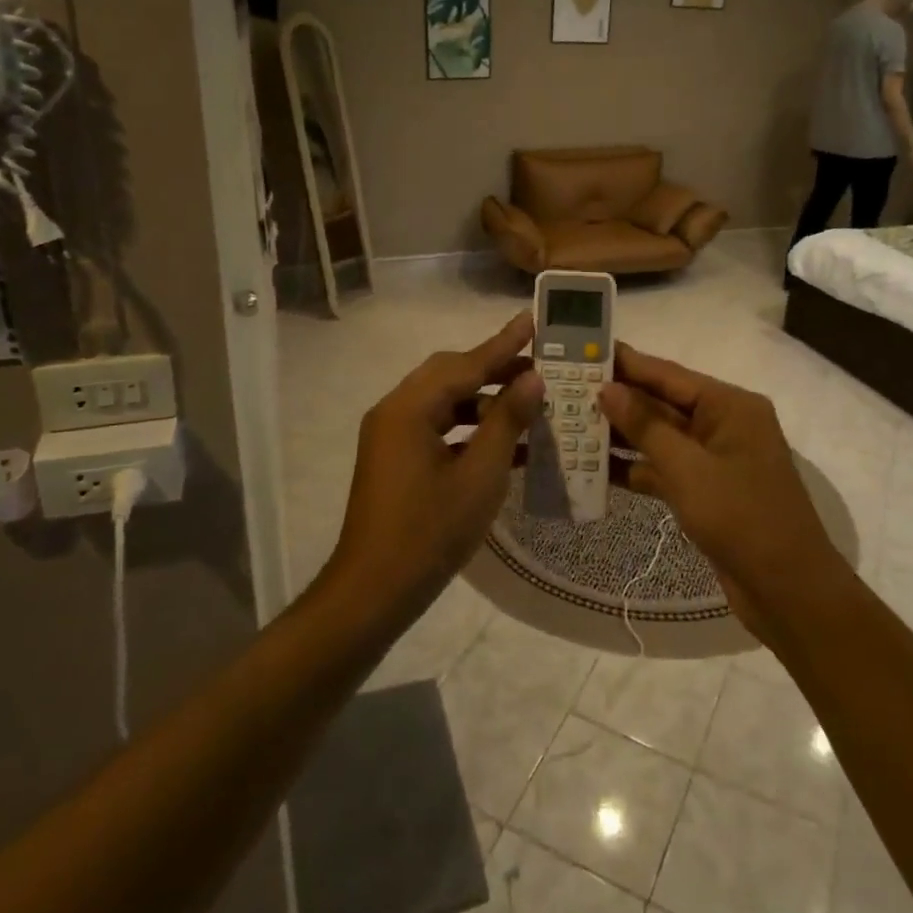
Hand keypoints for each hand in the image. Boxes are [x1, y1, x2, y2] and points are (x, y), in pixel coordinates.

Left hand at [328, 313, 543, 621]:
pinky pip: (437, 428)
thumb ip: (506, 421)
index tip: (532, 320)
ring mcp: (391, 436)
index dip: (504, 344)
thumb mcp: (480, 476)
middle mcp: (395, 411)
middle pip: (451, 375)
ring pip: (445, 402)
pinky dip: (469, 428)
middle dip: (495, 369)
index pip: (465, 364)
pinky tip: (506, 440)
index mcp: (409, 408)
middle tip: (539, 366)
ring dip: (484, 400)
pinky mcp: (395, 459)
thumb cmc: (430, 532)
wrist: (373, 592)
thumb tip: (532, 379)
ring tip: (529, 401)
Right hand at [598, 344, 848, 645]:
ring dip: (620, 434)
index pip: (668, 374)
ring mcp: (713, 459)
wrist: (788, 592)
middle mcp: (722, 424)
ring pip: (658, 437)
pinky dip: (633, 468)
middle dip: (617, 398)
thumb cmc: (742, 518)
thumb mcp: (688, 469)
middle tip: (566, 388)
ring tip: (570, 423)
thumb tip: (607, 389)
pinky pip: (662, 468)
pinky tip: (592, 467)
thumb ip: (645, 426)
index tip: (585, 351)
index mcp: (729, 406)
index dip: (626, 363)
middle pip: (661, 403)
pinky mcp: (704, 490)